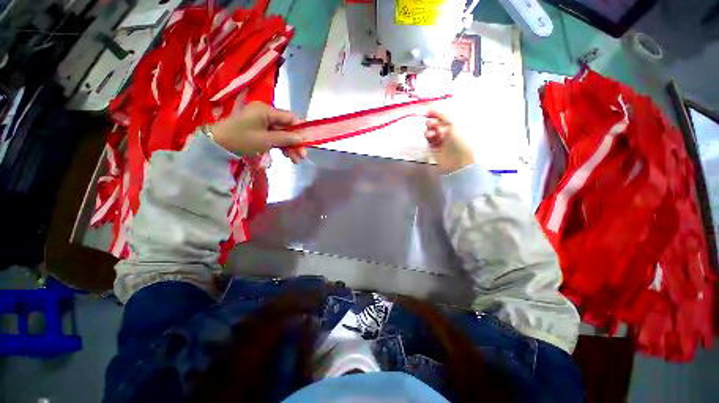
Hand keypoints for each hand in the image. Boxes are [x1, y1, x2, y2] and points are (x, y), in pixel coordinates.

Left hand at [210, 101, 307, 162]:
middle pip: (286, 128)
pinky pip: (273, 137)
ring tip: (296, 161)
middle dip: (295, 142)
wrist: (216, 145)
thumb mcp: (266, 140)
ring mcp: (261, 122)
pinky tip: (287, 156)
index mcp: (266, 111)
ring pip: (281, 134)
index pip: (290, 118)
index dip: (300, 129)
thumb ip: (285, 139)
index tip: (307, 142)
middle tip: (303, 156)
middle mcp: (265, 114)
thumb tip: (302, 138)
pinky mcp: (258, 130)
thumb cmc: (241, 140)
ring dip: (289, 147)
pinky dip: (280, 146)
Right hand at [425, 110, 474, 173]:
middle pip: (437, 122)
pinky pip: (429, 139)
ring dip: (430, 129)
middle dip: (433, 121)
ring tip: (431, 133)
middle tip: (431, 123)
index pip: (445, 115)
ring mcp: (442, 139)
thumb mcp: (454, 124)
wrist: (458, 161)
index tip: (429, 110)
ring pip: (431, 130)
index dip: (437, 112)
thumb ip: (443, 114)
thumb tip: (433, 105)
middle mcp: (449, 130)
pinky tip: (429, 137)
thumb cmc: (460, 141)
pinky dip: (428, 137)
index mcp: (457, 123)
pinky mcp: (434, 147)